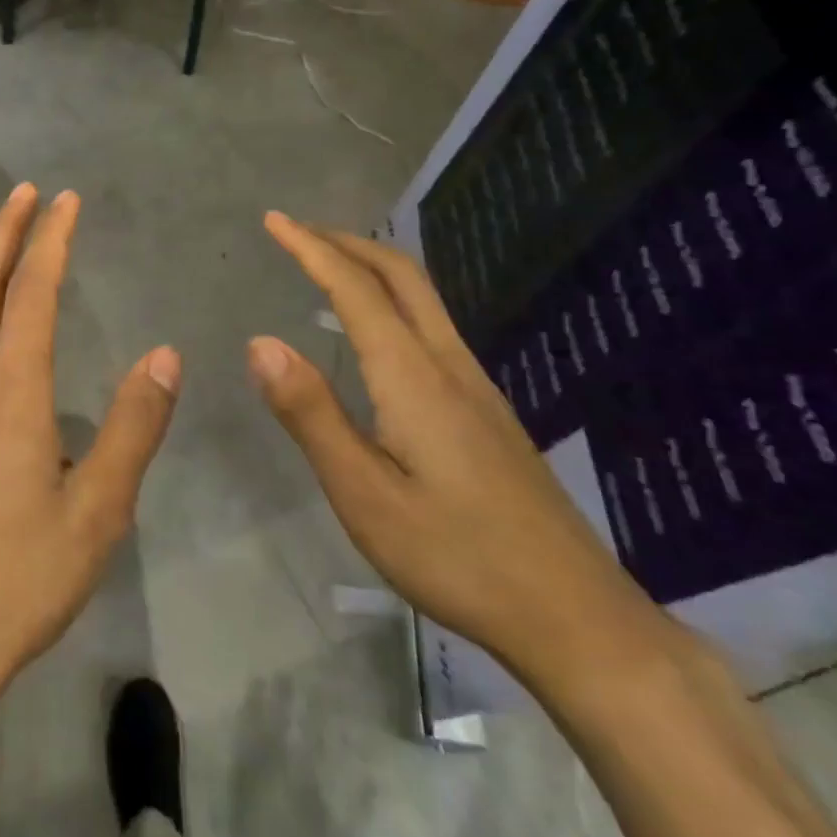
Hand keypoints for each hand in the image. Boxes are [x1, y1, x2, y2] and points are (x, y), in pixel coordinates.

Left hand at [0, 183, 181, 746]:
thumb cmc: (19, 580)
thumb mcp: (98, 513)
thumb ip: (133, 429)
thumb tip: (164, 355)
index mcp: (10, 398)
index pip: (31, 296)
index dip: (50, 242)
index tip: (65, 200)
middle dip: (3, 233)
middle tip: (26, 194)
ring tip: (7, 246)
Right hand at [249, 212, 662, 685]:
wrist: (576, 616)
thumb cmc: (455, 556)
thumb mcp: (363, 494)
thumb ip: (311, 413)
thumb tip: (260, 341)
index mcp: (413, 377)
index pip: (355, 289)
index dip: (311, 249)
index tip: (274, 220)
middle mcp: (449, 365)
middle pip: (402, 276)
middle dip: (347, 242)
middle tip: (297, 232)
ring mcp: (476, 387)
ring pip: (423, 299)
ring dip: (372, 268)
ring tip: (328, 268)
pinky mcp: (487, 412)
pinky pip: (432, 327)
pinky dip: (392, 301)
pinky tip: (376, 333)